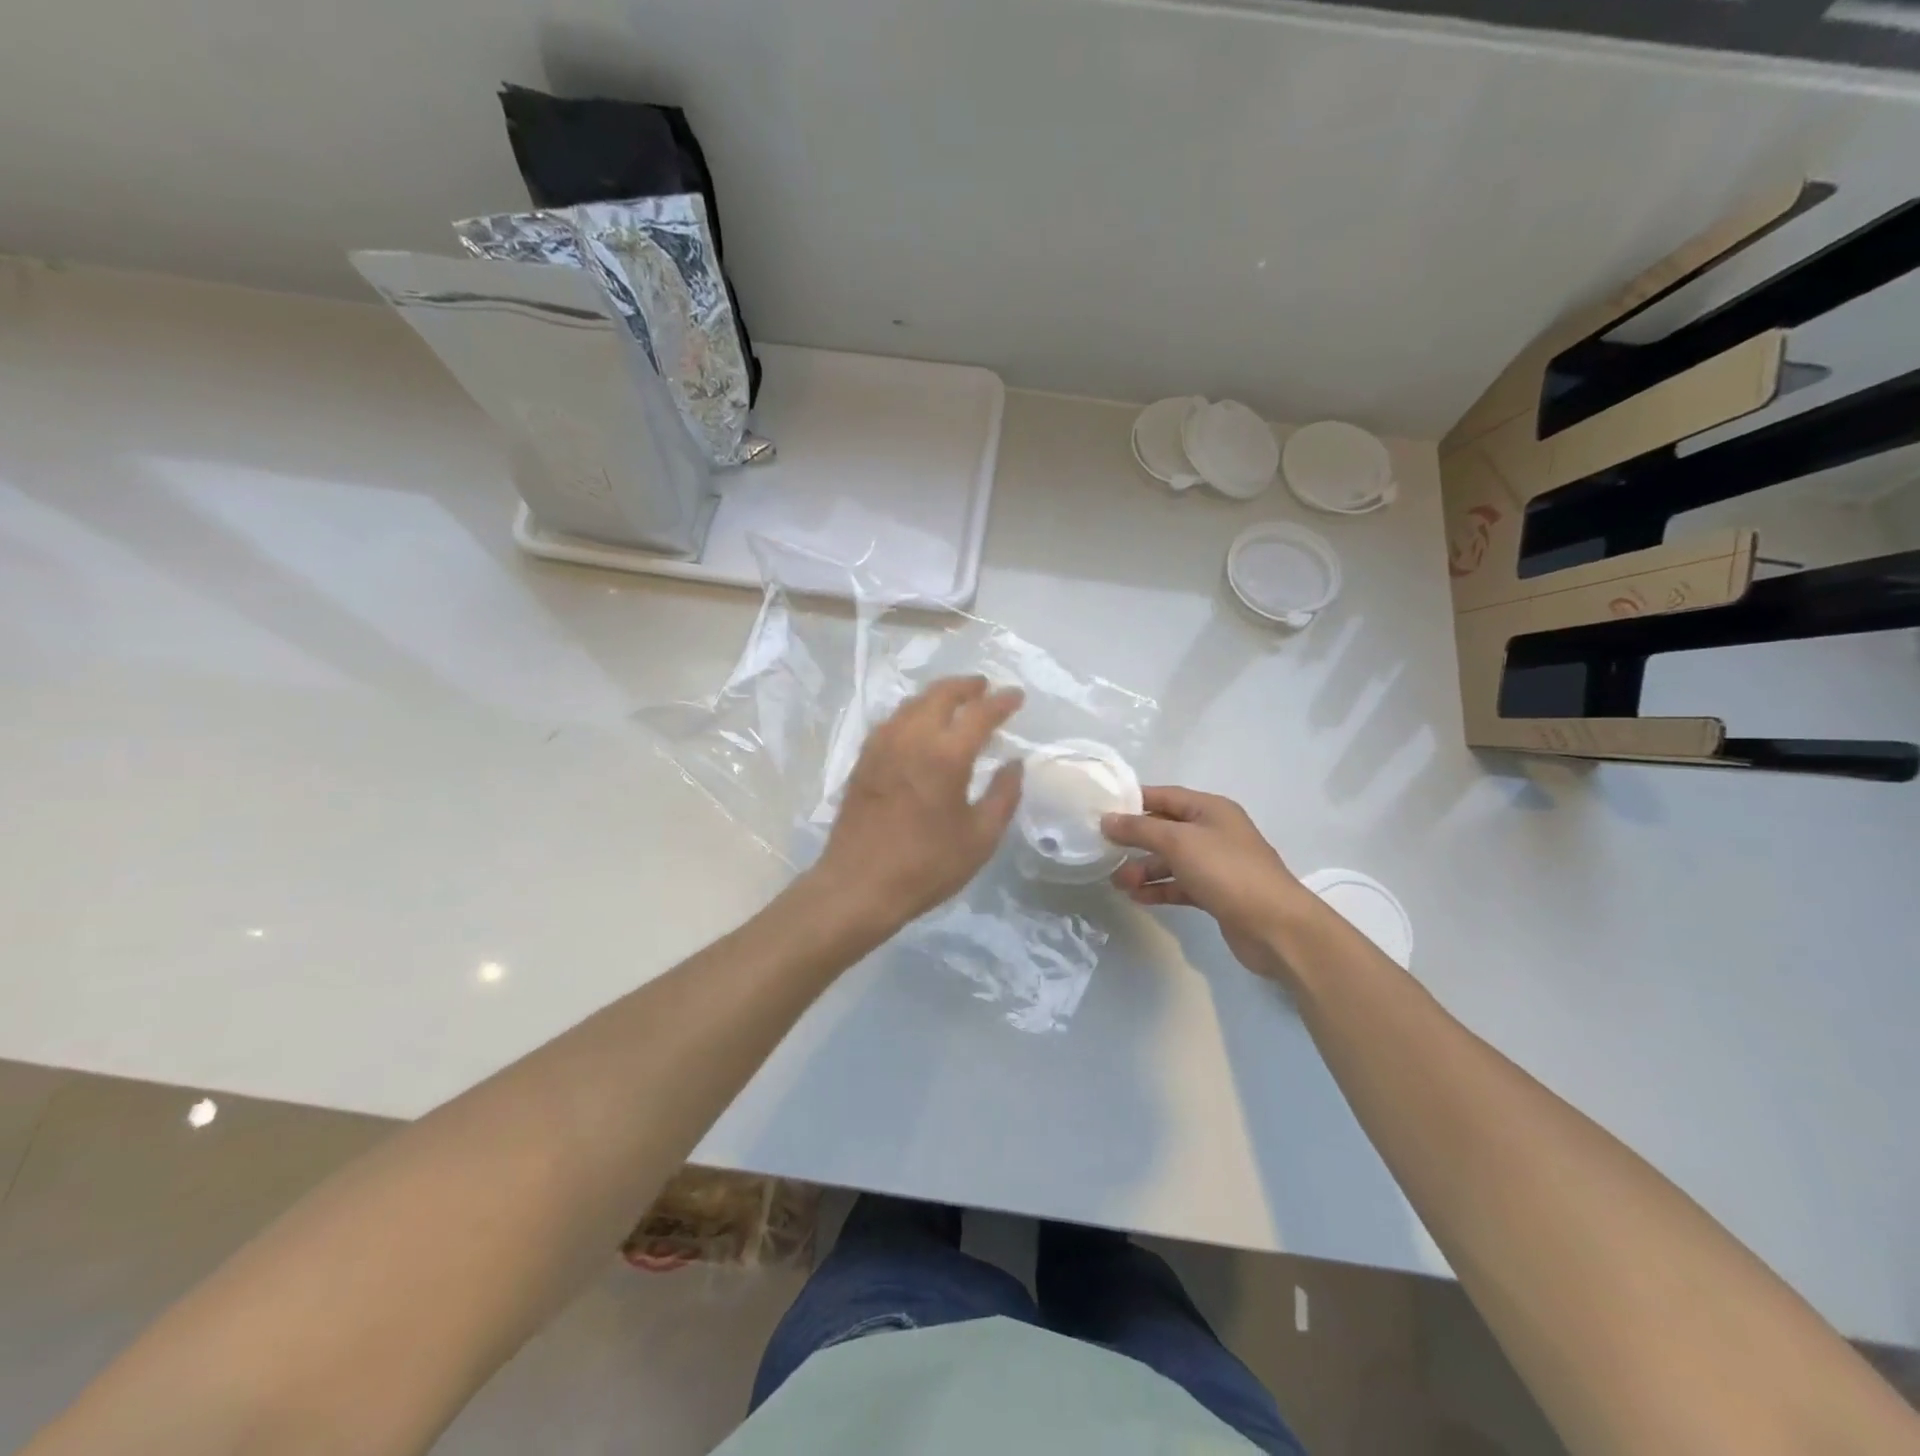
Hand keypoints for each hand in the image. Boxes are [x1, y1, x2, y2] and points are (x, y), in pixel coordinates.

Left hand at [810, 676, 1024, 928]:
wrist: (859, 885)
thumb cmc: (927, 865)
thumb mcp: (980, 838)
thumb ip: (1003, 795)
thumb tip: (1014, 764)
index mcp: (946, 755)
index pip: (980, 713)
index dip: (1002, 701)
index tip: (1016, 695)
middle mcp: (912, 738)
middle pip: (940, 695)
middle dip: (966, 686)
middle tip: (984, 687)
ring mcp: (882, 746)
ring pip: (912, 704)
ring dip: (937, 696)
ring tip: (955, 701)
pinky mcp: (864, 759)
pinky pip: (893, 721)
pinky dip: (913, 713)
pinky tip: (919, 725)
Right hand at [1102, 786, 1319, 980]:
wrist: (1276, 926)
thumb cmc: (1227, 871)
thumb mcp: (1178, 842)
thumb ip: (1139, 829)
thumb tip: (1107, 819)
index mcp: (1210, 809)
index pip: (1164, 796)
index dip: (1133, 801)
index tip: (1101, 810)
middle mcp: (1214, 832)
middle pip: (1165, 829)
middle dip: (1134, 840)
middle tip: (1103, 851)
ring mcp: (1217, 864)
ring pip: (1171, 860)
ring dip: (1143, 869)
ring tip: (1117, 883)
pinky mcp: (1216, 894)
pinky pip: (1180, 885)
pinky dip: (1159, 889)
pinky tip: (1137, 898)